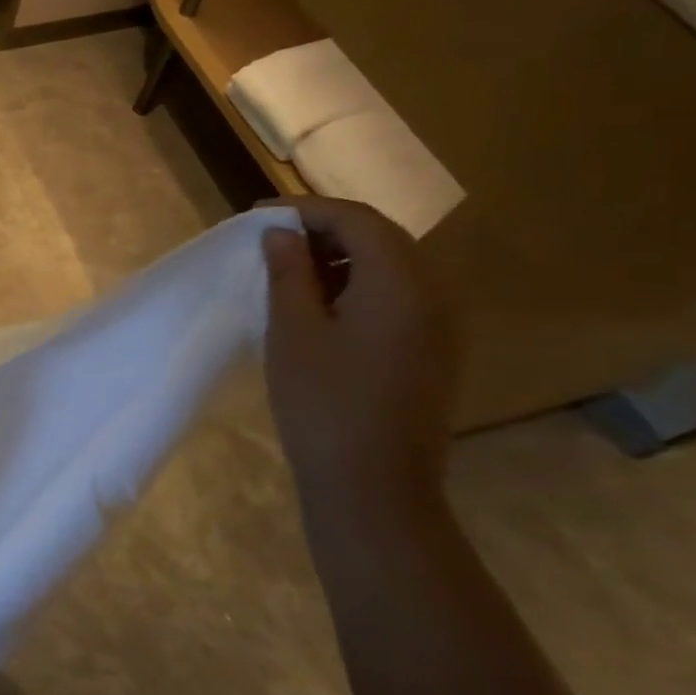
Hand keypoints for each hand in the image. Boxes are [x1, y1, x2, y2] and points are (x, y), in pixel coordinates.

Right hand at [262, 198, 457, 513]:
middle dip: (324, 230)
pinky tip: (320, 306)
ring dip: (340, 257)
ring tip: (287, 271)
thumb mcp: (293, 331)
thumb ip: (289, 273)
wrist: (373, 484)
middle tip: (269, 241)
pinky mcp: (432, 350)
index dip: (305, 210)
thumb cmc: (323, 402)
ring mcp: (440, 325)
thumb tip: (281, 234)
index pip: (357, 219)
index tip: (256, 217)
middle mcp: (434, 294)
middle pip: (381, 237)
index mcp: (401, 282)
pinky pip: (397, 296)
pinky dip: (356, 285)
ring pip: (390, 266)